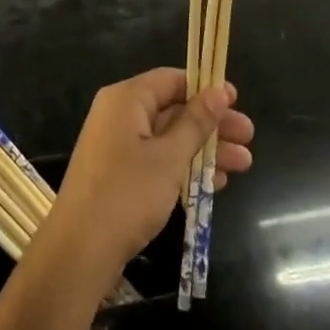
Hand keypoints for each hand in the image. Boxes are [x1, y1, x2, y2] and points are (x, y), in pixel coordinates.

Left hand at [48, 69, 253, 278]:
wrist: (80, 250)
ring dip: (204, 149)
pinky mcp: (119, 174)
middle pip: (173, 109)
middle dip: (211, 124)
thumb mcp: (169, 157)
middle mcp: (119, 115)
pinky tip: (214, 183)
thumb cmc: (127, 193)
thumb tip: (219, 91)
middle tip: (248, 137)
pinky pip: (158, 160)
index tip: (236, 101)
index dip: (205, 88)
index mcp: (126, 99)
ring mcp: (117, 146)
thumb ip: (196, 123)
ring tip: (243, 164)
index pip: (171, 80)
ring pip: (169, 138)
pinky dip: (184, 167)